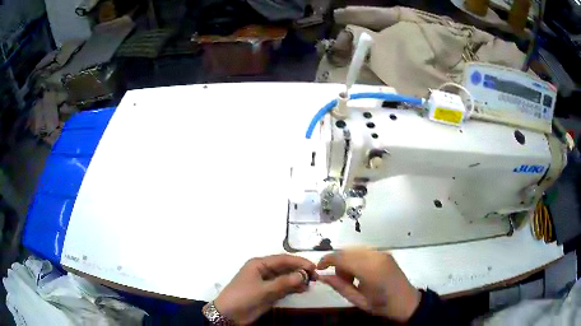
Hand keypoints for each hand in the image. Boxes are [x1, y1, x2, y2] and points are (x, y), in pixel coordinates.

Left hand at [213, 254, 315, 324]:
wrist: (229, 314)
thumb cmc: (243, 297)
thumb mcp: (263, 290)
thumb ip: (283, 282)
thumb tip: (303, 275)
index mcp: (259, 264)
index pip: (283, 259)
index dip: (299, 262)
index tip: (313, 267)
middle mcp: (264, 270)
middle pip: (285, 267)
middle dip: (300, 271)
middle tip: (315, 277)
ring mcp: (267, 282)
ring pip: (286, 277)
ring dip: (298, 280)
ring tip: (311, 284)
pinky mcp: (268, 292)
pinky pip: (284, 287)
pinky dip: (293, 288)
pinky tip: (303, 290)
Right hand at [317, 248, 420, 321]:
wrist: (407, 301)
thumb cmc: (382, 305)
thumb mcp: (358, 301)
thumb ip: (339, 287)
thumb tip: (322, 276)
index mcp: (369, 270)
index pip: (342, 258)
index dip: (326, 260)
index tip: (318, 268)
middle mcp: (376, 257)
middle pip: (347, 251)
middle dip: (337, 262)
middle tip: (339, 279)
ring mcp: (382, 253)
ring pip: (354, 250)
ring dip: (347, 260)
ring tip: (351, 278)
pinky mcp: (385, 253)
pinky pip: (364, 251)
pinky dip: (356, 259)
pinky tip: (360, 272)